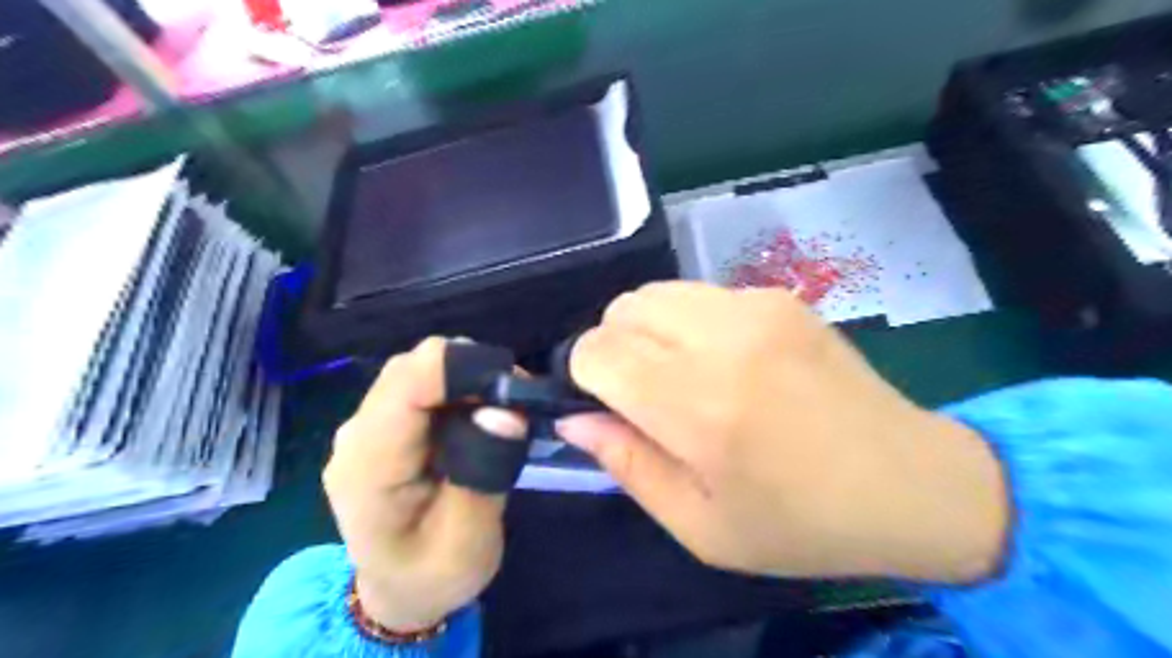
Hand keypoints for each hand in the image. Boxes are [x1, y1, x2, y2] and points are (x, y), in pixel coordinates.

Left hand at [319, 338, 523, 632]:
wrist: (399, 590)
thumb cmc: (433, 574)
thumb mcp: (468, 543)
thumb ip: (483, 473)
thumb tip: (505, 411)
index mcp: (369, 464)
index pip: (409, 381)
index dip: (464, 368)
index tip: (512, 391)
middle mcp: (358, 432)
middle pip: (415, 365)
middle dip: (473, 372)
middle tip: (517, 405)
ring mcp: (367, 424)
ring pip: (421, 368)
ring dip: (469, 379)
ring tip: (503, 413)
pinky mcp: (383, 422)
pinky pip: (423, 383)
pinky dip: (459, 388)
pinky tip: (480, 417)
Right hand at [557, 280, 1005, 579]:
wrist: (909, 482)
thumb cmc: (799, 522)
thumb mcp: (699, 525)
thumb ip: (627, 464)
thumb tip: (573, 419)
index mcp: (698, 406)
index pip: (597, 351)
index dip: (583, 375)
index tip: (606, 405)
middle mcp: (722, 339)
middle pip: (622, 309)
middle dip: (613, 348)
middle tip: (645, 395)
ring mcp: (756, 306)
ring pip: (657, 292)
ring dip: (649, 330)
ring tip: (683, 374)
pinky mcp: (780, 296)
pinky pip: (700, 294)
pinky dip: (689, 322)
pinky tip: (727, 360)